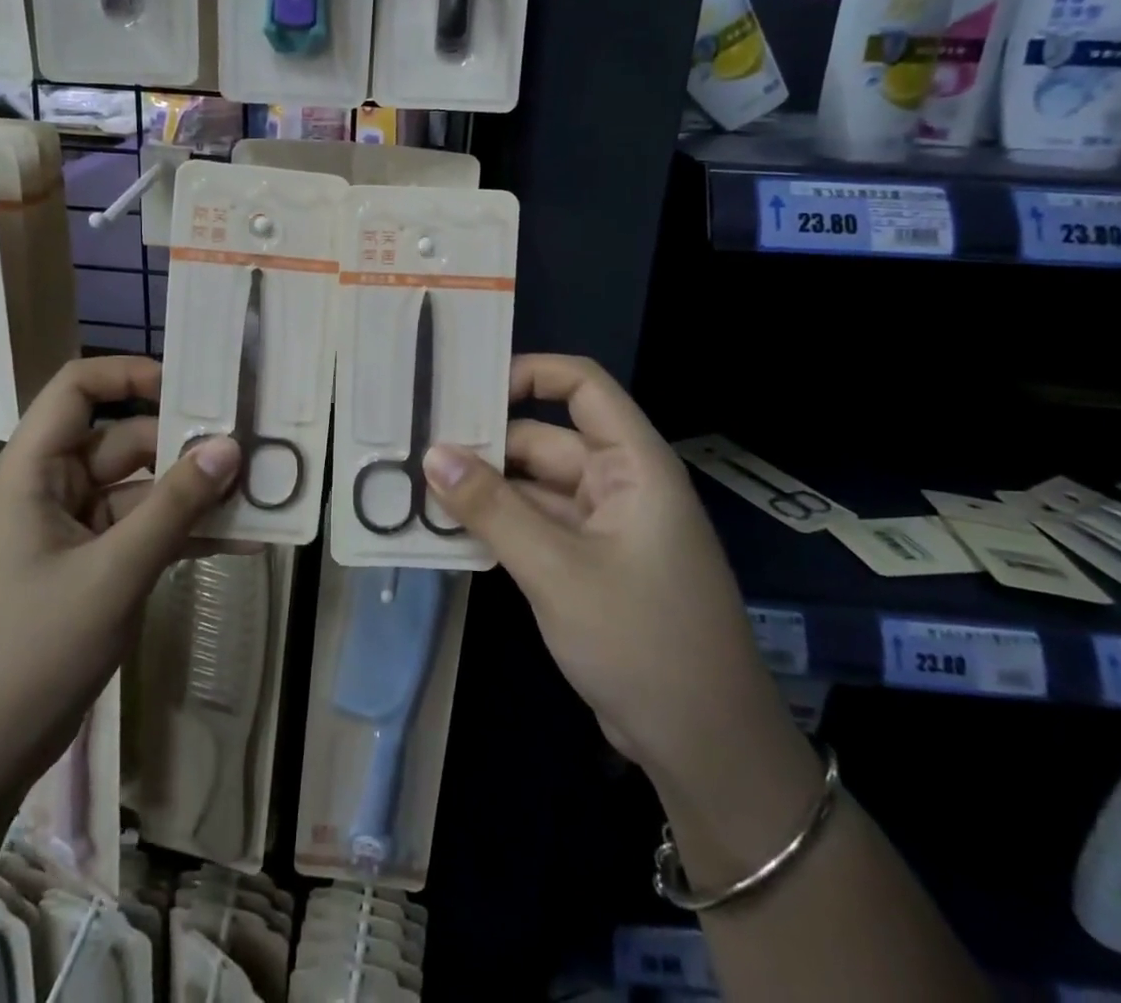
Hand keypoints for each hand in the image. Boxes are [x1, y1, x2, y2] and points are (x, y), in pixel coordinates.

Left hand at [0, 356, 239, 791]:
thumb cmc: (31, 651)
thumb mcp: (113, 573)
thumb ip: (175, 507)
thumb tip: (230, 446)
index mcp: (34, 473)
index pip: (76, 390)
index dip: (129, 375)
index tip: (191, 389)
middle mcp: (53, 491)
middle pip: (124, 441)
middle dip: (184, 446)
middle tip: (249, 449)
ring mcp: (75, 532)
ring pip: (142, 490)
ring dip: (194, 495)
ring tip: (258, 494)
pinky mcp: (93, 568)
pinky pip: (145, 533)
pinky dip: (185, 534)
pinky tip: (241, 543)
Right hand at [422, 354, 796, 796]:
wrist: (704, 748)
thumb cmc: (642, 640)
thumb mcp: (557, 570)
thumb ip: (492, 509)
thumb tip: (432, 454)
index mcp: (632, 464)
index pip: (583, 387)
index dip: (530, 373)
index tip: (467, 388)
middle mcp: (618, 484)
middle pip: (545, 439)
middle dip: (486, 443)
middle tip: (416, 445)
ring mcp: (603, 527)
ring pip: (534, 487)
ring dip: (485, 489)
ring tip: (417, 484)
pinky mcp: (587, 565)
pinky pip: (535, 526)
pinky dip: (498, 525)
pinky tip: (448, 529)